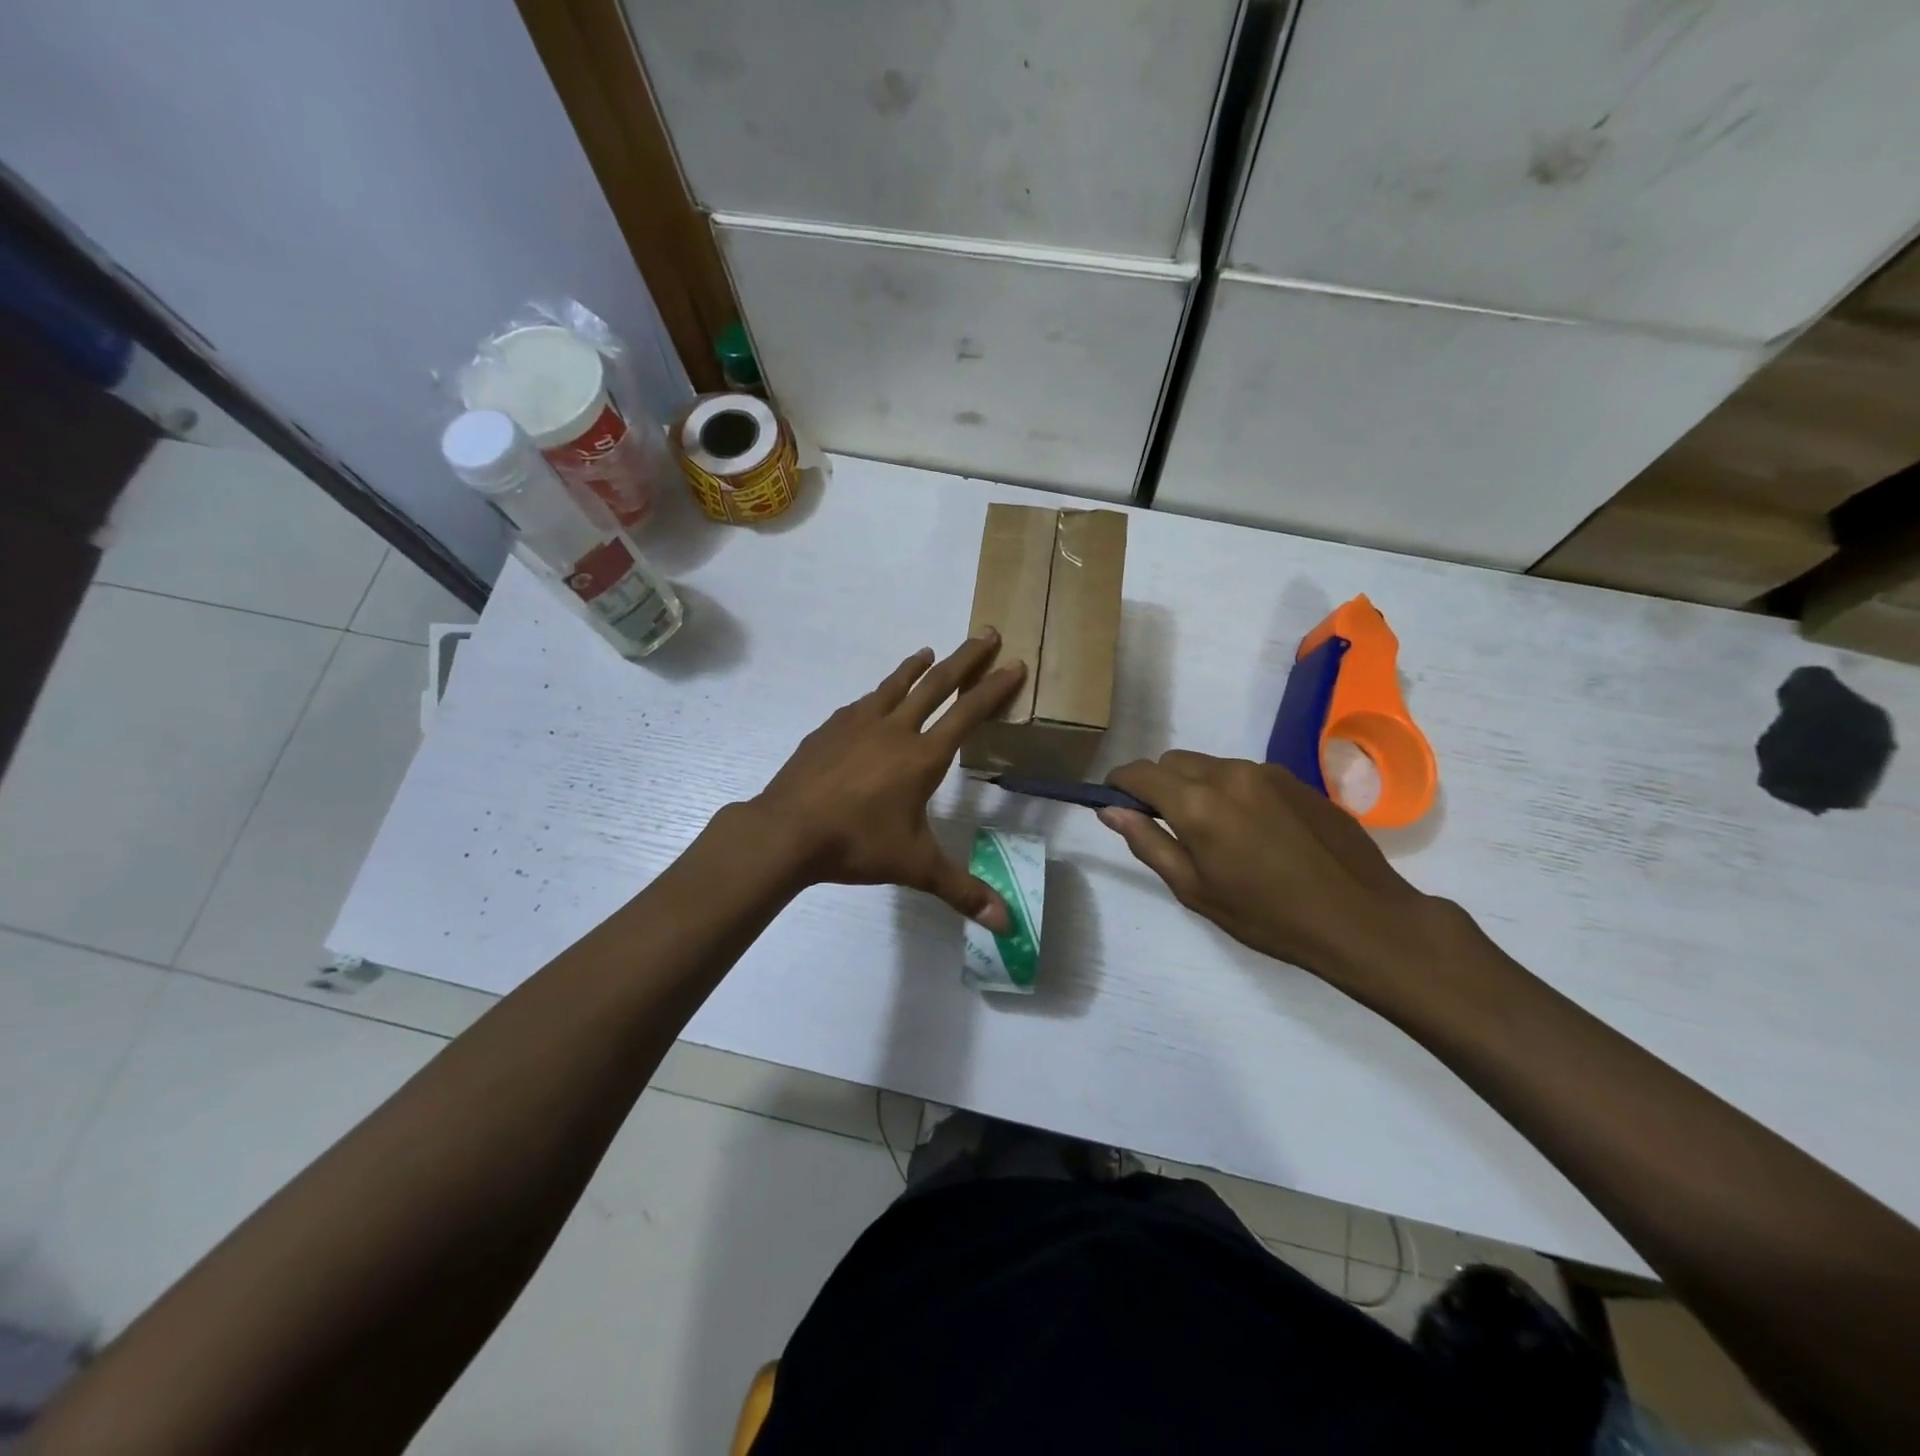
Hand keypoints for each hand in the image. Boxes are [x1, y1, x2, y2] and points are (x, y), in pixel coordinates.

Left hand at [751, 633, 1025, 930]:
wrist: (787, 831)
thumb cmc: (857, 844)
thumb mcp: (915, 867)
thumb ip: (962, 890)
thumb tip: (1005, 924)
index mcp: (922, 756)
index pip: (968, 713)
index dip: (995, 688)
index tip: (1014, 664)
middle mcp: (894, 729)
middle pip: (937, 684)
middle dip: (966, 658)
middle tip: (986, 633)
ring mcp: (857, 724)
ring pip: (894, 685)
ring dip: (916, 667)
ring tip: (929, 652)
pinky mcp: (828, 729)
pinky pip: (861, 703)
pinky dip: (877, 693)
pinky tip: (874, 698)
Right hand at [1100, 751, 1442, 996]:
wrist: (1362, 918)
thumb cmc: (1268, 916)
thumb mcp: (1195, 889)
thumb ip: (1148, 843)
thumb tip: (1111, 810)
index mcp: (1198, 803)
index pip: (1140, 772)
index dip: (1120, 783)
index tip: (1115, 802)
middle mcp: (1228, 773)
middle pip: (1173, 761)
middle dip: (1159, 784)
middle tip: (1169, 827)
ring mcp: (1266, 771)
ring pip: (1210, 765)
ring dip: (1197, 787)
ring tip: (1217, 833)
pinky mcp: (1296, 779)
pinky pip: (1245, 774)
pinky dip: (1232, 791)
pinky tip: (1255, 831)